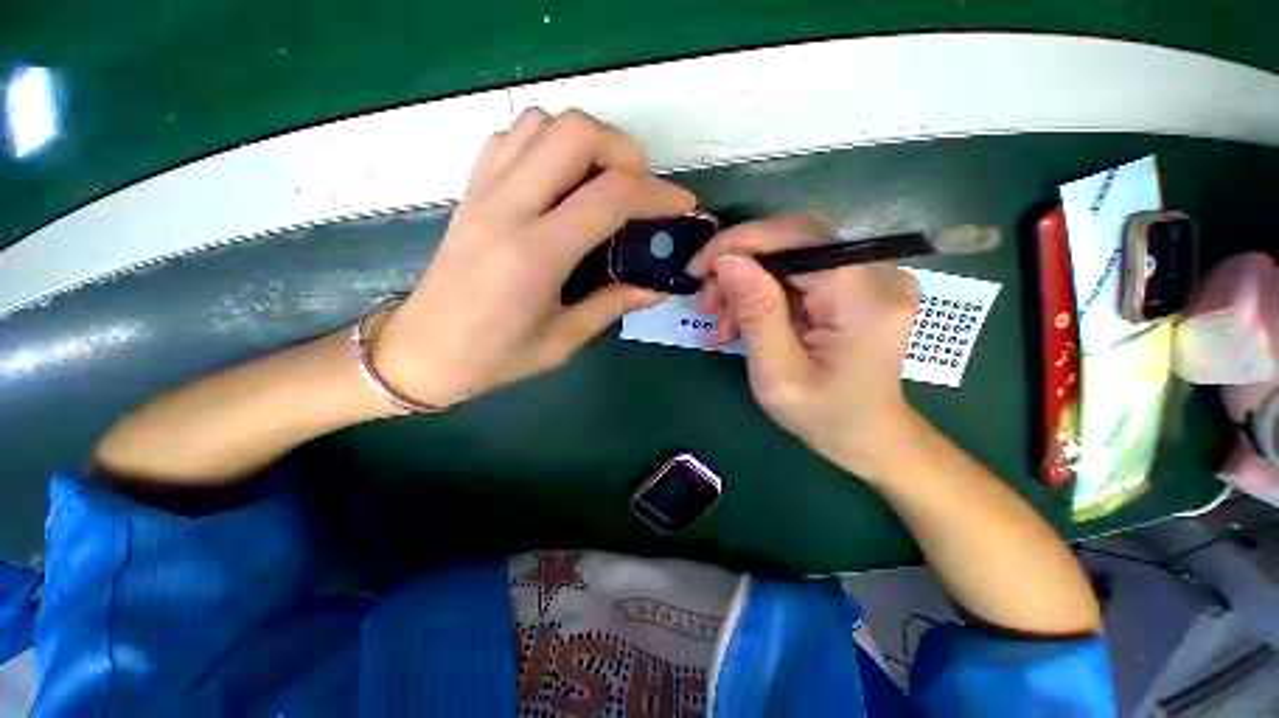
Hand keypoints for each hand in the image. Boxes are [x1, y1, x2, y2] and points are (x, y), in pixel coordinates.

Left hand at [375, 109, 696, 407]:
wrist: (420, 351)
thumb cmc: (493, 357)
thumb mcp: (562, 340)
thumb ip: (612, 305)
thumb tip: (655, 287)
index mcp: (536, 254)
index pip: (611, 196)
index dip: (658, 194)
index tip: (681, 206)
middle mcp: (508, 209)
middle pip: (575, 133)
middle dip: (624, 151)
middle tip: (640, 189)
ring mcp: (483, 193)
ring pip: (541, 124)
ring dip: (584, 142)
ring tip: (602, 182)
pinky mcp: (470, 191)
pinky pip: (510, 140)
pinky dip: (545, 144)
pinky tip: (558, 180)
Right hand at [687, 214, 920, 478]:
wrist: (868, 435)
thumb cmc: (824, 415)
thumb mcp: (778, 373)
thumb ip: (756, 312)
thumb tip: (727, 259)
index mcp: (865, 298)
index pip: (797, 237)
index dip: (740, 243)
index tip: (698, 270)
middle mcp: (878, 273)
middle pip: (792, 242)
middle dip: (739, 268)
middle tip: (708, 305)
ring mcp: (872, 275)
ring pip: (790, 256)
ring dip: (747, 285)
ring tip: (724, 325)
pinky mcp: (858, 284)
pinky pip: (799, 273)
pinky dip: (765, 293)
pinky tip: (745, 322)